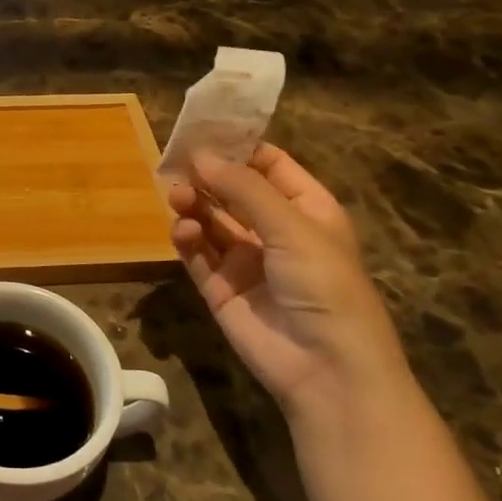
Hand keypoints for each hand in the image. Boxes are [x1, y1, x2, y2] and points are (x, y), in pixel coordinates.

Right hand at [167, 145, 411, 430]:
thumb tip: (201, 155)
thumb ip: (244, 189)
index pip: (269, 165)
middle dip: (207, 175)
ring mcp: (246, 260)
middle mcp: (274, 230)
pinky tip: (182, 230)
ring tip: (177, 196)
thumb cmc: (324, 285)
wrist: (326, 370)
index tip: (202, 130)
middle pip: (233, 191)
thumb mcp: (292, 227)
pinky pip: (198, 254)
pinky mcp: (221, 288)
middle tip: (175, 162)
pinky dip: (187, 239)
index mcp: (306, 209)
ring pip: (211, 220)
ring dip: (194, 204)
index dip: (238, 147)